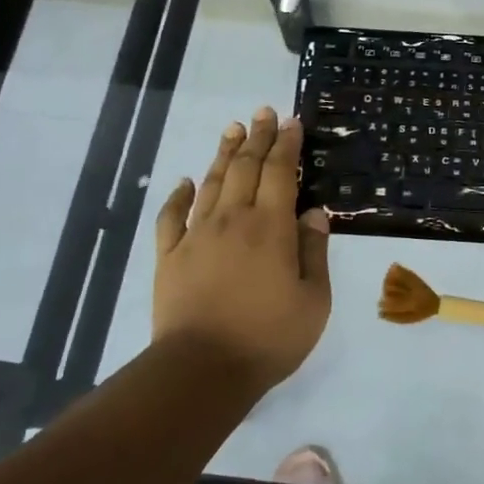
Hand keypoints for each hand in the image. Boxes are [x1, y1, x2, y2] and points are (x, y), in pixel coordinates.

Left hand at [153, 107, 331, 396]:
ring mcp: (197, 236)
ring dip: (223, 154)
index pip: (280, 172)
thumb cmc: (268, 338)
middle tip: (263, 112)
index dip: (286, 144)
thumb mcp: (313, 300)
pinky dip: (178, 196)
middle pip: (245, 167)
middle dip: (257, 137)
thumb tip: (314, 212)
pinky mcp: (169, 256)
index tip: (291, 121)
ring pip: (211, 183)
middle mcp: (233, 220)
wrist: (201, 370)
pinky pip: (171, 217)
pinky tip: (184, 182)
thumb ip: (314, 251)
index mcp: (271, 227)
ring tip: (232, 129)